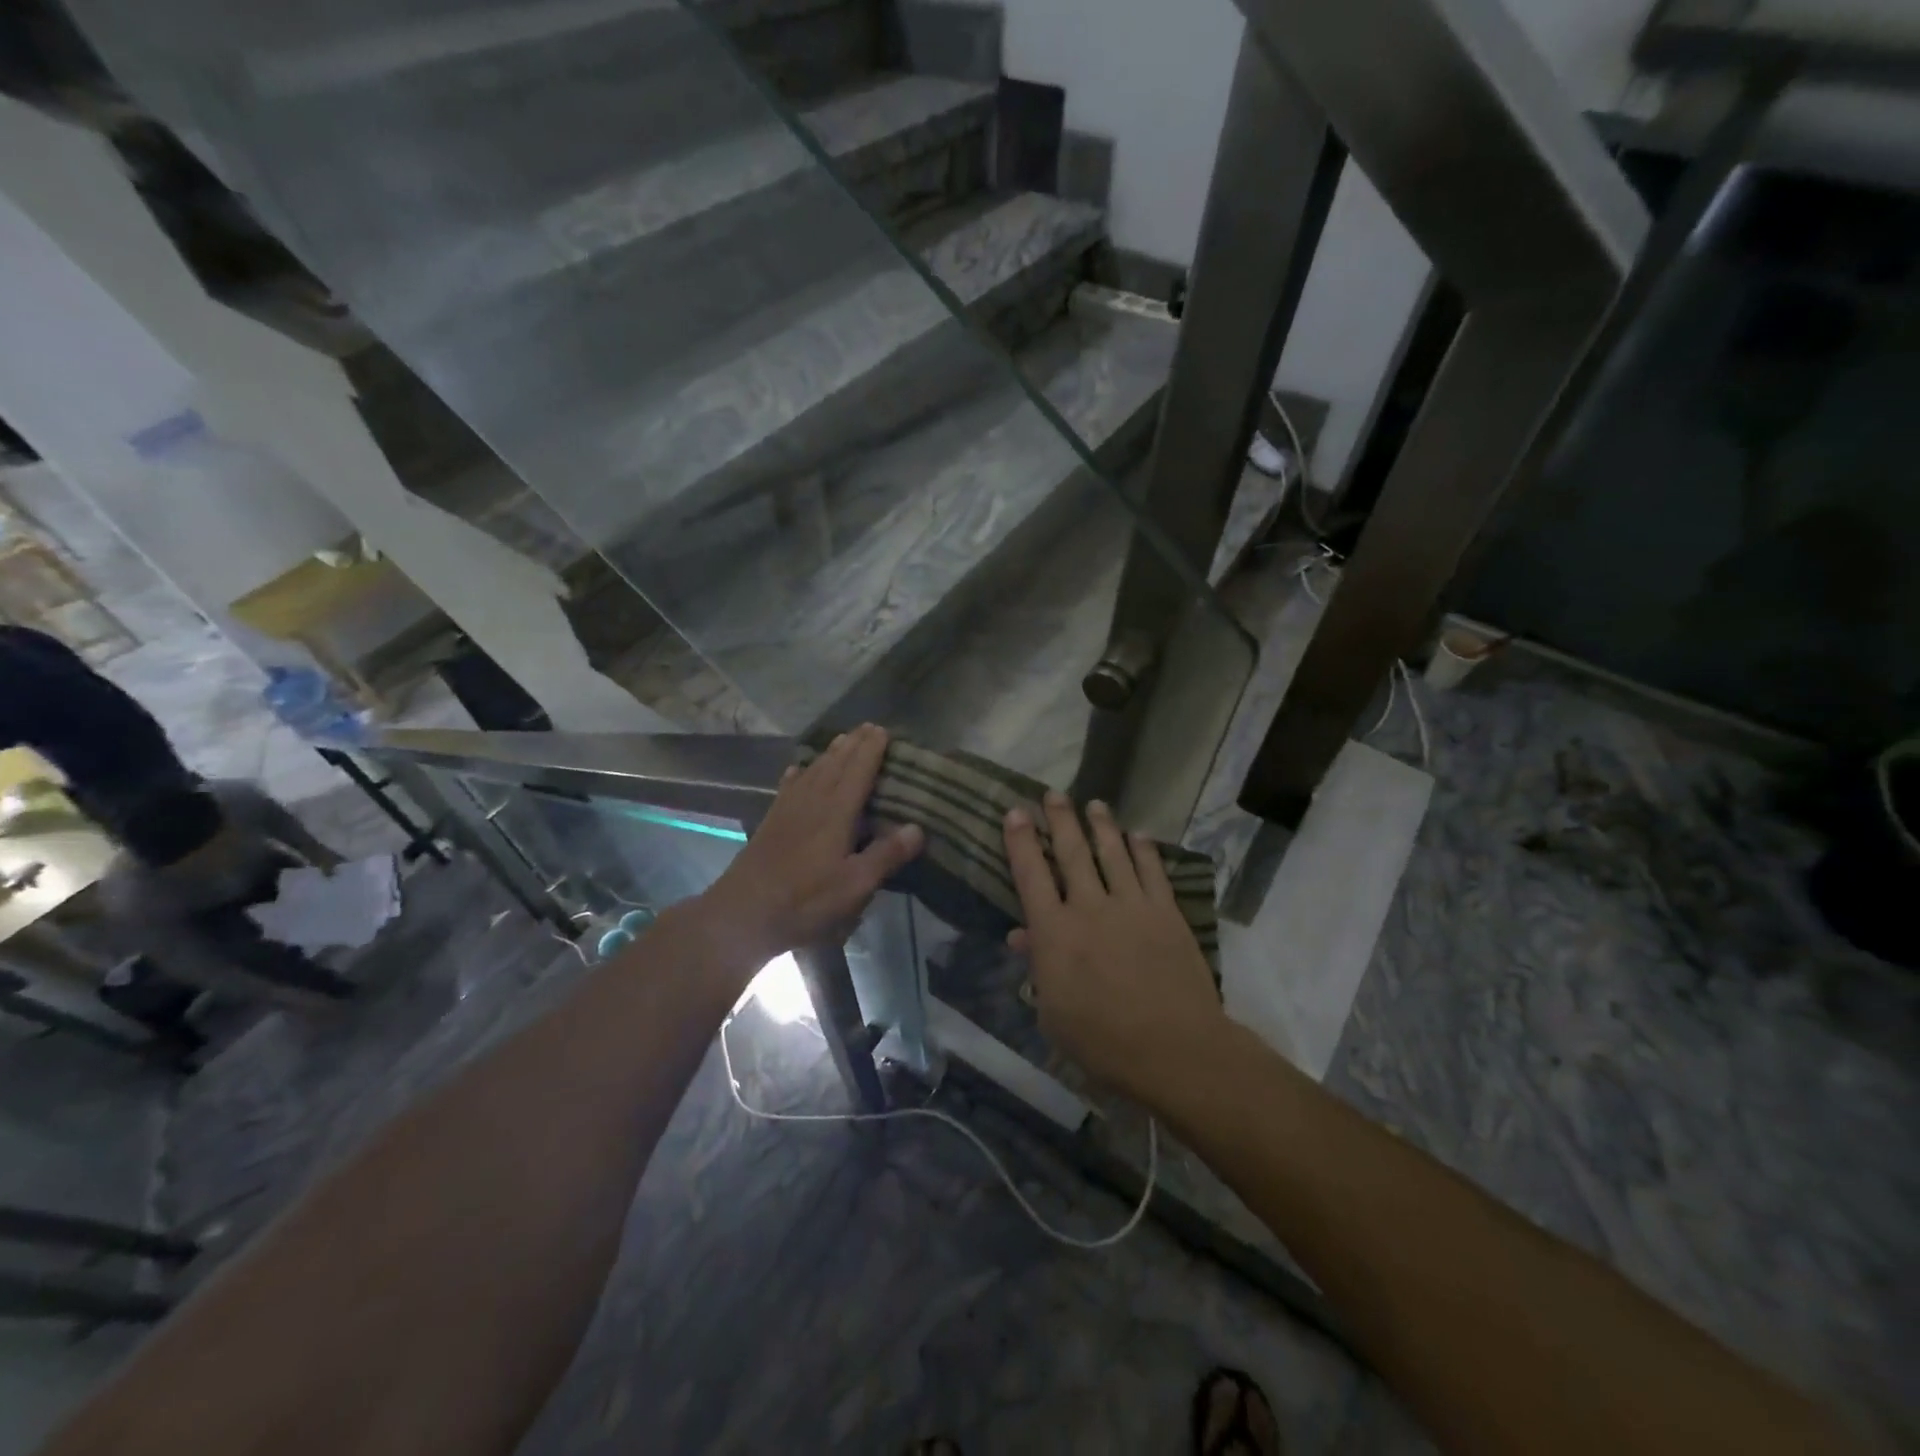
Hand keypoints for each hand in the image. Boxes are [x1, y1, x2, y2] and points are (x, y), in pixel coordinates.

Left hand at [699, 724, 922, 969]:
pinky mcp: (771, 822)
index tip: (883, 730)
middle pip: (835, 765)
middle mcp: (812, 802)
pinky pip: (788, 787)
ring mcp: (788, 810)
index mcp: (836, 813)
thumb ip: (885, 855)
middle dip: (853, 745)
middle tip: (868, 727)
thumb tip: (917, 827)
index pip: (858, 772)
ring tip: (842, 739)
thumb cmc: (805, 901)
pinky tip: (797, 769)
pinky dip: (798, 774)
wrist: (743, 913)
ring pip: (813, 771)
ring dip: (829, 753)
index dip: (872, 751)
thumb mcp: (854, 885)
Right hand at [1003, 792, 1224, 1105]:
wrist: (1174, 1048)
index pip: (1031, 875)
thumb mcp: (1053, 1012)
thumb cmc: (1102, 1041)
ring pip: (1113, 853)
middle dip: (1060, 820)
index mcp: (1055, 933)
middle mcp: (1090, 908)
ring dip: (1101, 825)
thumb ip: (1038, 967)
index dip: (1020, 841)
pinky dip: (1144, 849)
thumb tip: (1022, 935)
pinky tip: (1138, 835)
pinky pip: (1152, 871)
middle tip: (1053, 793)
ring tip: (1094, 804)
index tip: (1015, 812)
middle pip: (1072, 852)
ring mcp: (1132, 906)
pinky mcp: (1166, 913)